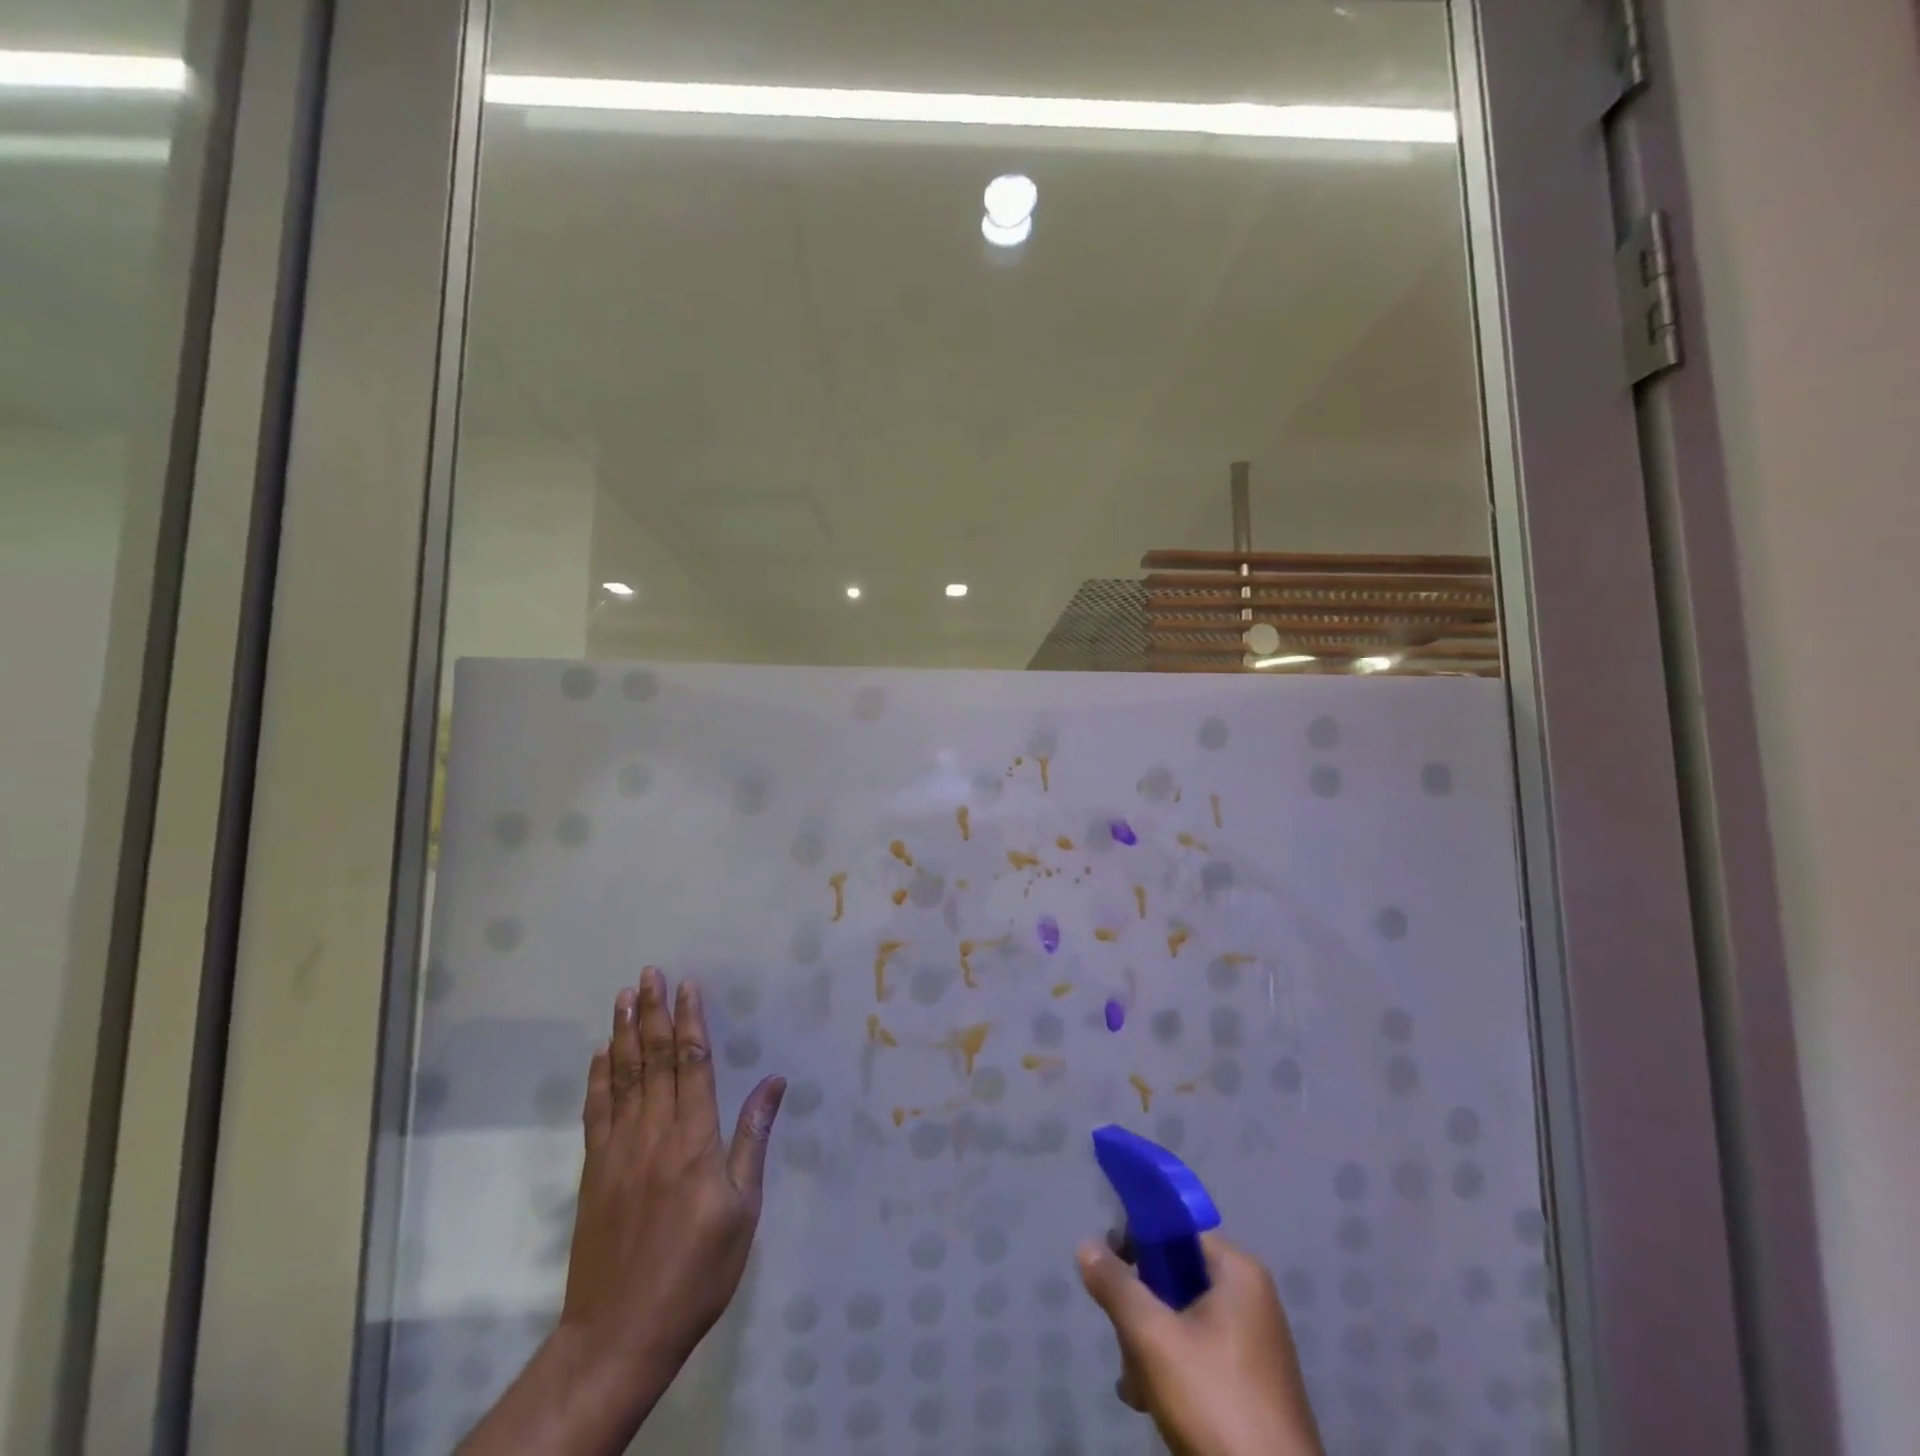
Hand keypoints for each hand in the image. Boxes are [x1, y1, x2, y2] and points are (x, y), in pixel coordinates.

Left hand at [460, 969, 785, 1454]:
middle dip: (654, 1012)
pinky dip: (599, 1078)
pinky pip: (596, 1112)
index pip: (693, 1064)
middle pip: (655, 1059)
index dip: (691, 1021)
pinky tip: (600, 1054)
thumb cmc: (697, 1271)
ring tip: (624, 996)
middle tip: (650, 973)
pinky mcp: (594, 1172)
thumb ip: (752, 1139)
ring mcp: (618, 1151)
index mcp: (694, 1140)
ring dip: (625, 1033)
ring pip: (624, 1077)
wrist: (619, 1334)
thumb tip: (774, 1082)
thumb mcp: (742, 1209)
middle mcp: (654, 1133)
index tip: (688, 985)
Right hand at [1077, 1232, 1324, 1455]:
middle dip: (1141, 1309)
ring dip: (1149, 1345)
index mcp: (1238, 1272)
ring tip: (1134, 1384)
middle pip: (1176, 1277)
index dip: (1137, 1240)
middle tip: (1124, 1342)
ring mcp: (1253, 1344)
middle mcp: (1250, 1298)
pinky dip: (1171, 1369)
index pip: (1177, 1230)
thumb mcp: (1152, 1337)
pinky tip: (1148, 1401)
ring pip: (1183, 1319)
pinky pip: (1199, 1353)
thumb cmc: (1214, 1400)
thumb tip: (1086, 1245)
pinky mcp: (1250, 1385)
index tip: (1108, 1266)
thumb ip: (1116, 1285)